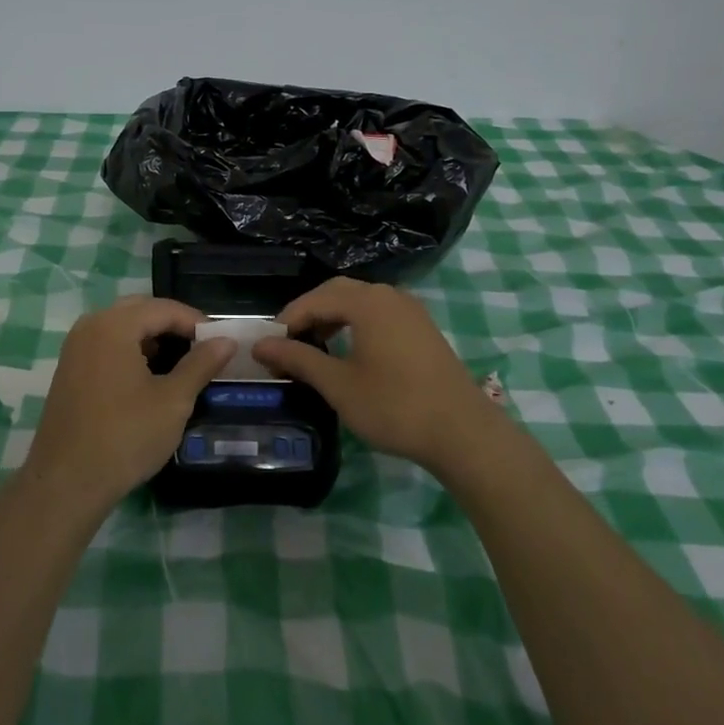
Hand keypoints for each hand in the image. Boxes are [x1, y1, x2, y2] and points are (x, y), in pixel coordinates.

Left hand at [23, 297, 234, 513]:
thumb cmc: (125, 436)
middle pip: (140, 311)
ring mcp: (75, 348)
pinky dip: (131, 351)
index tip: (221, 342)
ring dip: (152, 338)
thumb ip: (201, 364)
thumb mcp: (173, 400)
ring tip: (181, 364)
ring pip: (122, 328)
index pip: (164, 308)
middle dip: (173, 326)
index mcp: (114, 325)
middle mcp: (90, 326)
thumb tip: (226, 341)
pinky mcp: (69, 370)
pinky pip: (106, 346)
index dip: (196, 322)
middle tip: (202, 349)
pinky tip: (149, 378)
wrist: (66, 483)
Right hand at [253, 277, 499, 474]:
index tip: (268, 346)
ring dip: (333, 317)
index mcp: (367, 302)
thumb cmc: (394, 406)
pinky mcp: (423, 328)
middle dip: (309, 313)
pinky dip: (356, 324)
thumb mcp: (338, 385)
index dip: (287, 320)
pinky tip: (350, 352)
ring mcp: (410, 309)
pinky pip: (379, 313)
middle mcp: (389, 295)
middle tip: (288, 343)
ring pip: (360, 301)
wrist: (463, 432)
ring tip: (314, 348)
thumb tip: (261, 345)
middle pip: (338, 292)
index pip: (315, 299)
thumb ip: (298, 359)